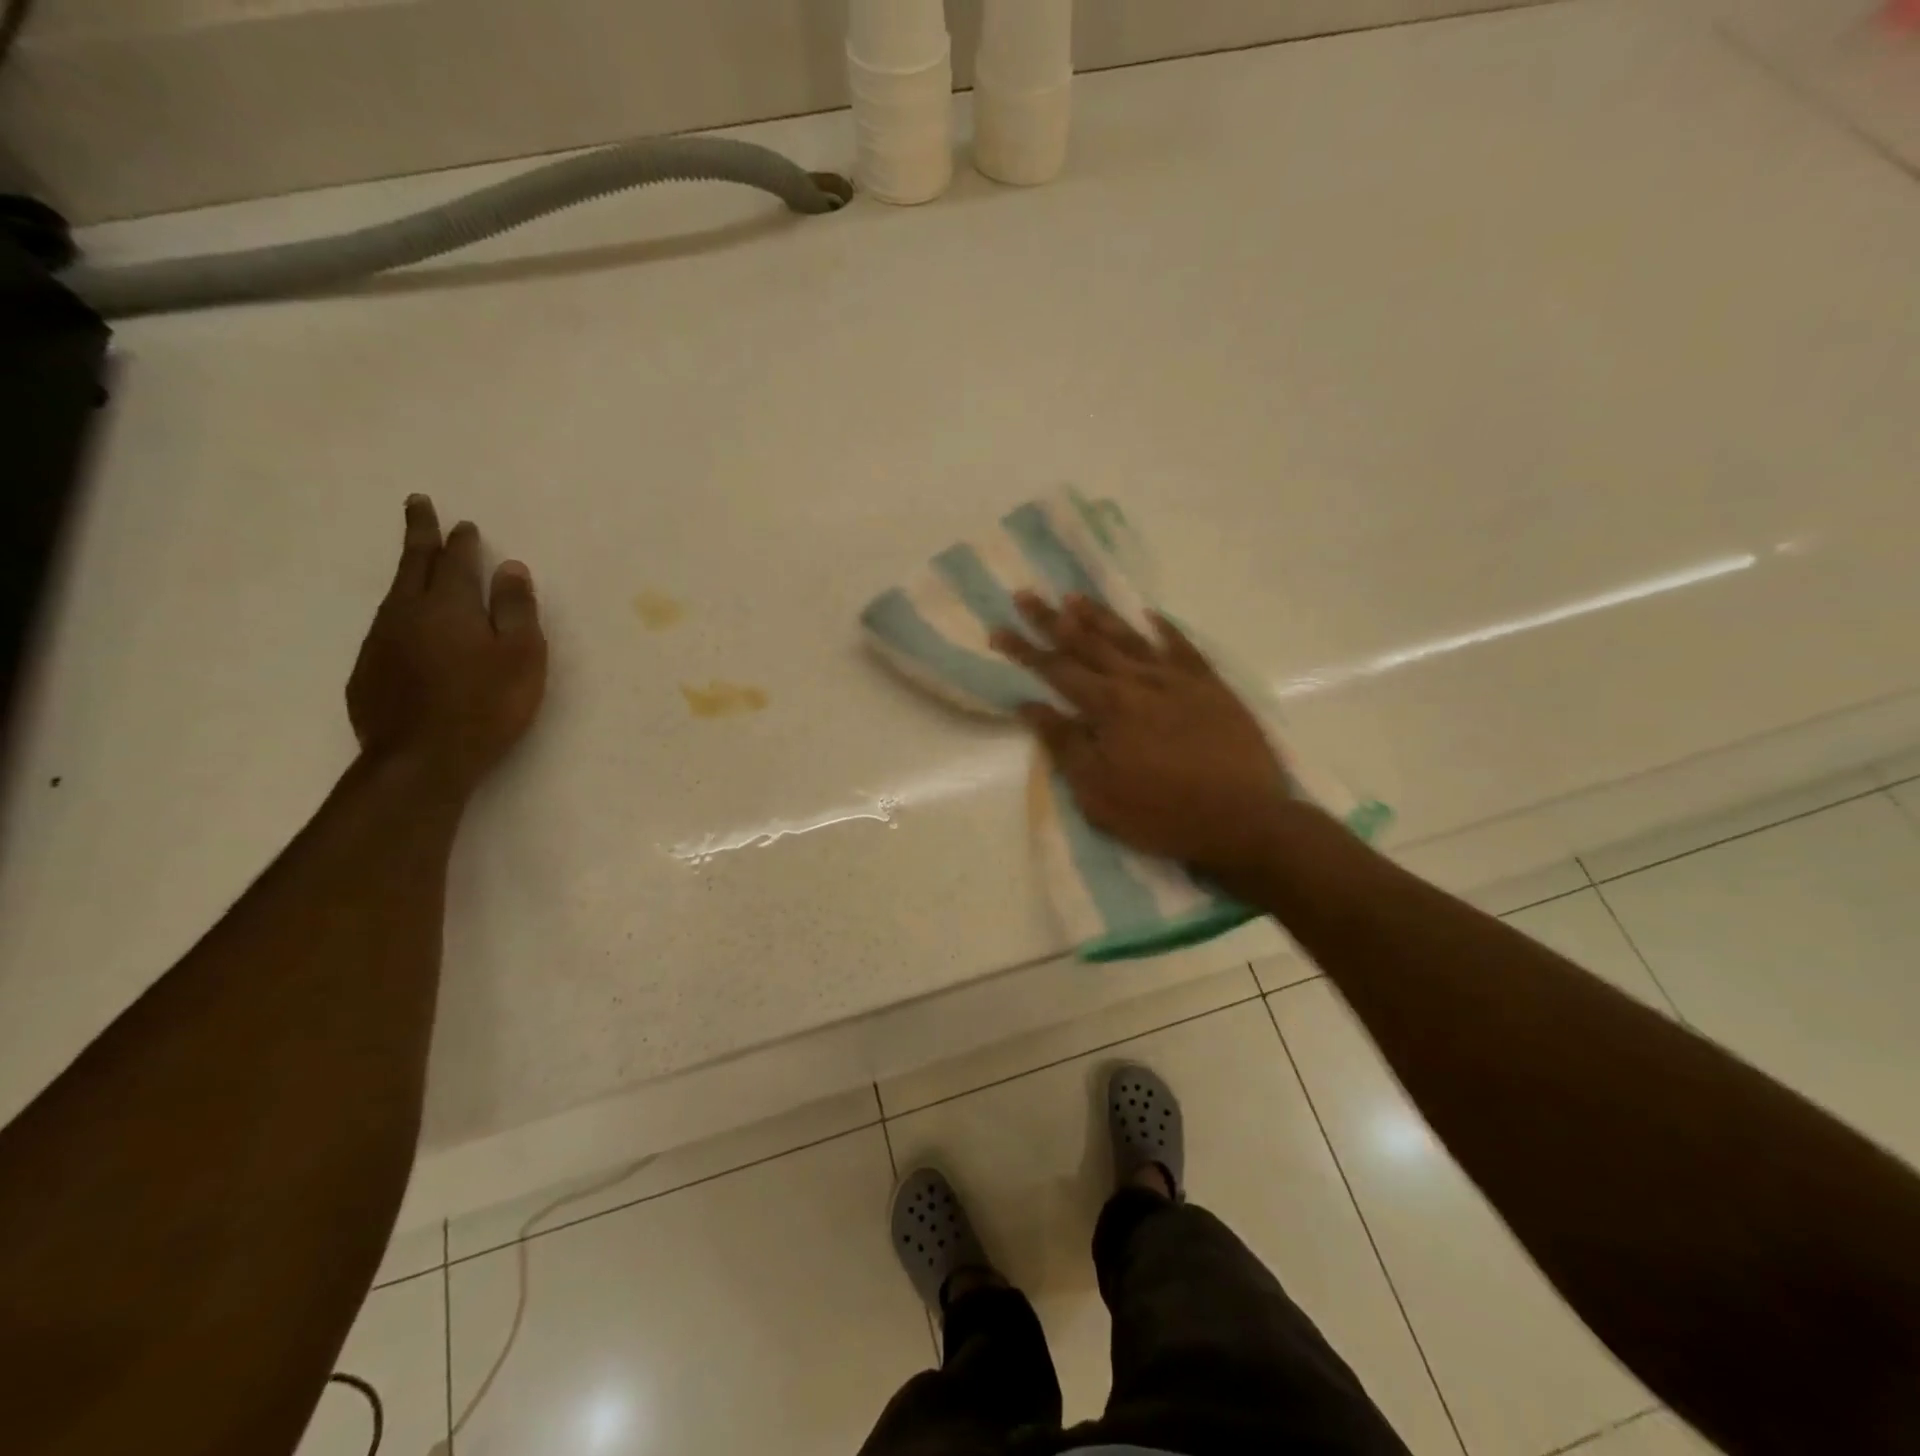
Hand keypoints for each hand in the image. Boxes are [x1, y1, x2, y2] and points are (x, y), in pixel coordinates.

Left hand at [347, 496, 547, 795]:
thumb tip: (511, 568)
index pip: (456, 561)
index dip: (462, 541)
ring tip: (418, 561)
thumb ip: (517, 610)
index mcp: (450, 606)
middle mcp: (409, 613)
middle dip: (420, 534)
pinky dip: (400, 610)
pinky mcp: (369, 670)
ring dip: (409, 570)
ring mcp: (382, 641)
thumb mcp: (521, 656)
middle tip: (417, 504)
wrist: (421, 759)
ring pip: (396, 593)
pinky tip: (408, 623)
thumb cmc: (486, 705)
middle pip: (415, 564)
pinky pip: (387, 625)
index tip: (464, 523)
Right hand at [991, 593, 1293, 881]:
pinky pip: (1183, 648)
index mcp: (1108, 707)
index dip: (1025, 650)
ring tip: (1074, 597)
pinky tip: (1151, 616)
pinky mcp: (1212, 687)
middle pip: (1087, 644)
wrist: (1244, 820)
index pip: (1056, 671)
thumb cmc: (1161, 814)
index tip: (999, 629)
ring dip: (1100, 616)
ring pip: (1131, 639)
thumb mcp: (1098, 793)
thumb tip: (1030, 706)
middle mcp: (1139, 682)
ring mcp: (1178, 680)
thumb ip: (1065, 745)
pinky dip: (1165, 629)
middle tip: (1026, 595)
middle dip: (1052, 620)